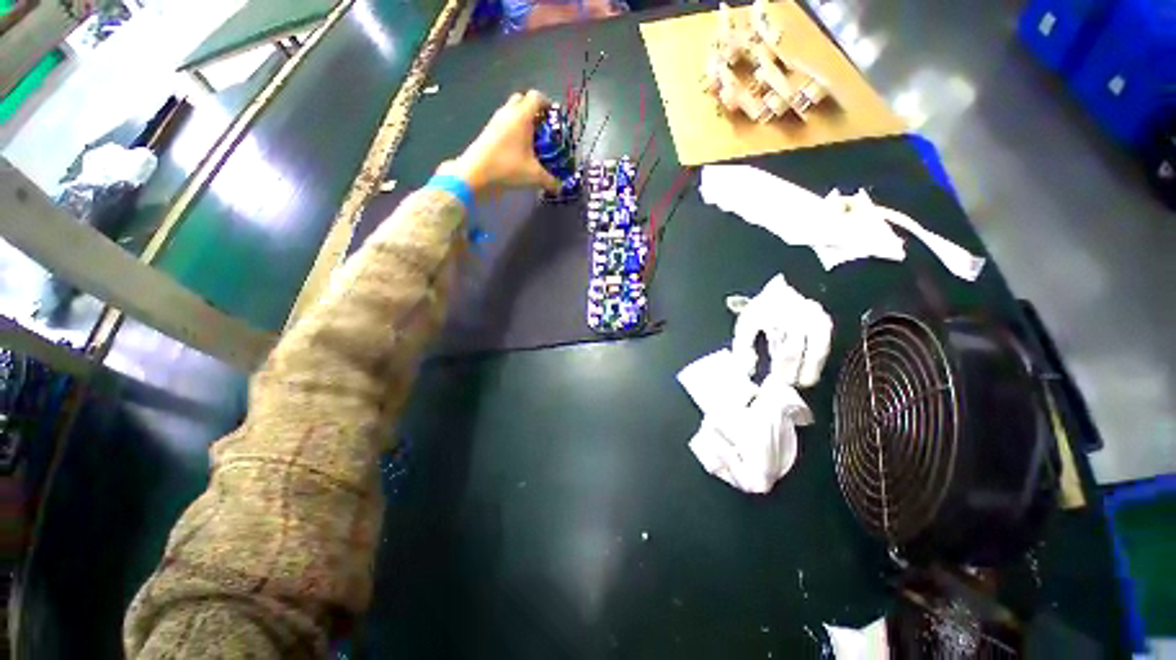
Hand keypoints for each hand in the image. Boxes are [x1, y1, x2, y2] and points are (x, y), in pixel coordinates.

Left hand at [436, 90, 560, 195]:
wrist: (476, 173)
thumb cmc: (508, 168)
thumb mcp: (534, 176)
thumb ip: (551, 181)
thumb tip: (561, 188)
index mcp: (522, 116)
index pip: (536, 97)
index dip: (547, 104)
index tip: (554, 118)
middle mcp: (508, 112)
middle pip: (522, 100)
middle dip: (534, 110)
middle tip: (543, 128)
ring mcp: (496, 120)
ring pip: (512, 111)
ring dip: (523, 120)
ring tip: (532, 140)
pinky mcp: (488, 131)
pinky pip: (504, 122)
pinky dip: (513, 129)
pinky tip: (519, 148)